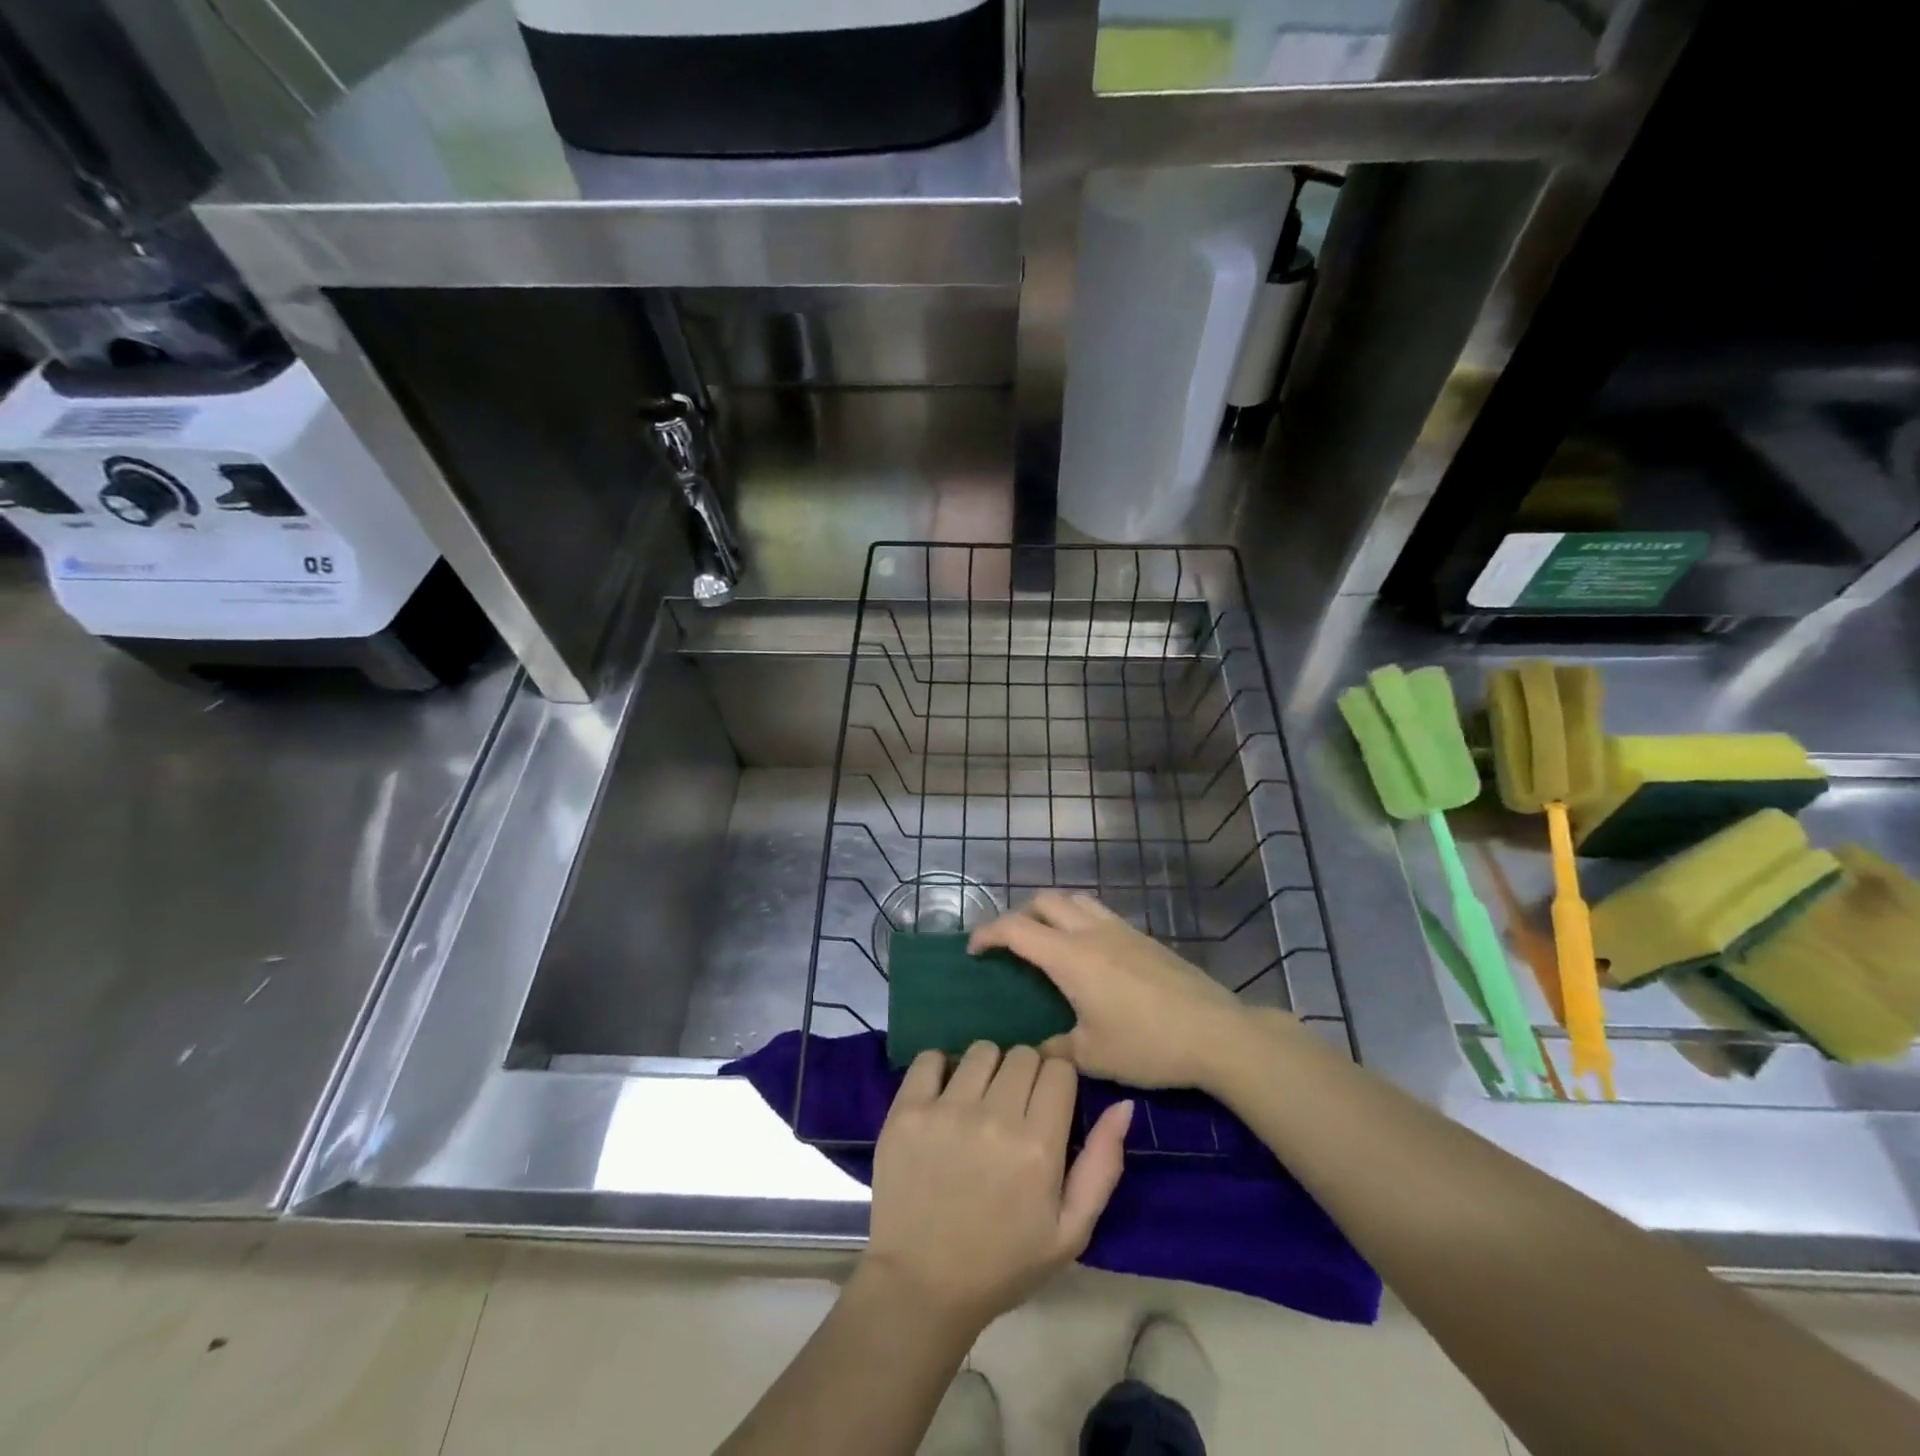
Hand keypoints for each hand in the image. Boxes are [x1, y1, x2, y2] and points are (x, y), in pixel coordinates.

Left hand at [861, 1042, 1132, 1332]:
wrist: (921, 1286)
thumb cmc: (1003, 1262)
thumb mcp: (1070, 1231)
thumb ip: (1102, 1164)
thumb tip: (1123, 1104)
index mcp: (1038, 1147)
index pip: (1059, 1069)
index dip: (1057, 1081)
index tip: (1047, 1102)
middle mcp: (994, 1118)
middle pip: (1022, 1054)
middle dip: (1025, 1073)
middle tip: (1013, 1107)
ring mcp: (946, 1110)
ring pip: (982, 1050)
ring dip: (987, 1069)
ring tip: (978, 1102)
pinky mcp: (907, 1111)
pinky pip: (930, 1057)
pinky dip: (940, 1068)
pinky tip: (943, 1096)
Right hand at [970, 890, 1289, 1090]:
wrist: (1217, 1033)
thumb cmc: (1148, 1044)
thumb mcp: (1093, 1057)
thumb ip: (1055, 1050)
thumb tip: (1035, 1052)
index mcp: (1070, 957)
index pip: (1016, 929)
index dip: (988, 934)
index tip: (973, 951)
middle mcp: (1091, 932)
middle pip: (1044, 901)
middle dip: (1019, 916)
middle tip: (1011, 947)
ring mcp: (1121, 930)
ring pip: (1075, 899)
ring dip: (1051, 911)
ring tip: (1047, 942)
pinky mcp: (1143, 937)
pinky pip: (1099, 913)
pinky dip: (1079, 920)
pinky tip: (1088, 954)